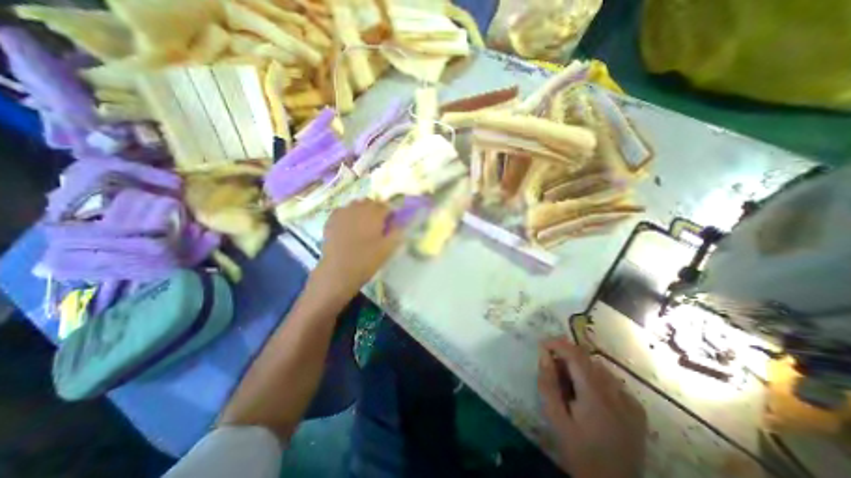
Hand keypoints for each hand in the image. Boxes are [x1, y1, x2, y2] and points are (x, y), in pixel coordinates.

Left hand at [314, 199, 403, 296]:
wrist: (338, 271)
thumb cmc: (366, 260)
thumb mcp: (387, 249)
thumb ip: (396, 233)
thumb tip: (400, 224)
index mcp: (374, 214)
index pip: (386, 206)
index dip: (390, 213)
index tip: (391, 223)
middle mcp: (358, 208)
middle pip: (370, 202)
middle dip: (376, 210)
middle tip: (378, 224)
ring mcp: (343, 212)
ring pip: (355, 204)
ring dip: (362, 211)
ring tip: (363, 225)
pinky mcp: (331, 220)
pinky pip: (342, 211)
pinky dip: (348, 215)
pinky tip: (348, 226)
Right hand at [534, 337, 649, 477]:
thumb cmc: (579, 453)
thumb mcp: (556, 418)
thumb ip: (548, 384)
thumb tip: (544, 354)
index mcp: (595, 394)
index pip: (575, 354)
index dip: (557, 344)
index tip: (541, 345)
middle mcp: (616, 393)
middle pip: (587, 359)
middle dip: (566, 357)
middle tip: (552, 369)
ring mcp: (630, 401)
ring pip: (599, 368)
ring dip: (580, 368)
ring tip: (569, 385)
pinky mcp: (637, 411)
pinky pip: (613, 383)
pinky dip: (596, 380)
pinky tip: (590, 397)